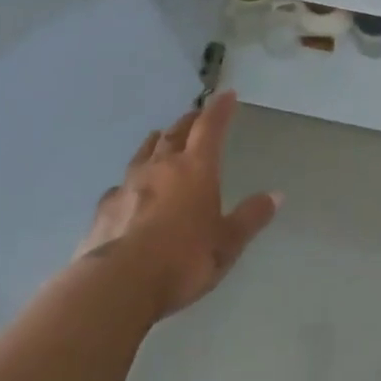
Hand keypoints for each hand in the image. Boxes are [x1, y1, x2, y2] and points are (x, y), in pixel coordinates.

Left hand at [74, 91, 280, 318]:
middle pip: (175, 133)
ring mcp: (128, 185)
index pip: (210, 127)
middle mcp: (161, 167)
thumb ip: (250, 217)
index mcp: (196, 168)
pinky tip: (126, 190)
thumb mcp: (228, 243)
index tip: (227, 94)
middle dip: (188, 121)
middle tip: (196, 115)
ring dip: (157, 142)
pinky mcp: (104, 209)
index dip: (220, 109)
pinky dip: (129, 180)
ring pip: (144, 152)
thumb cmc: (183, 260)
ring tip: (160, 137)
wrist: (118, 285)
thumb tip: (276, 195)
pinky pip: (119, 185)